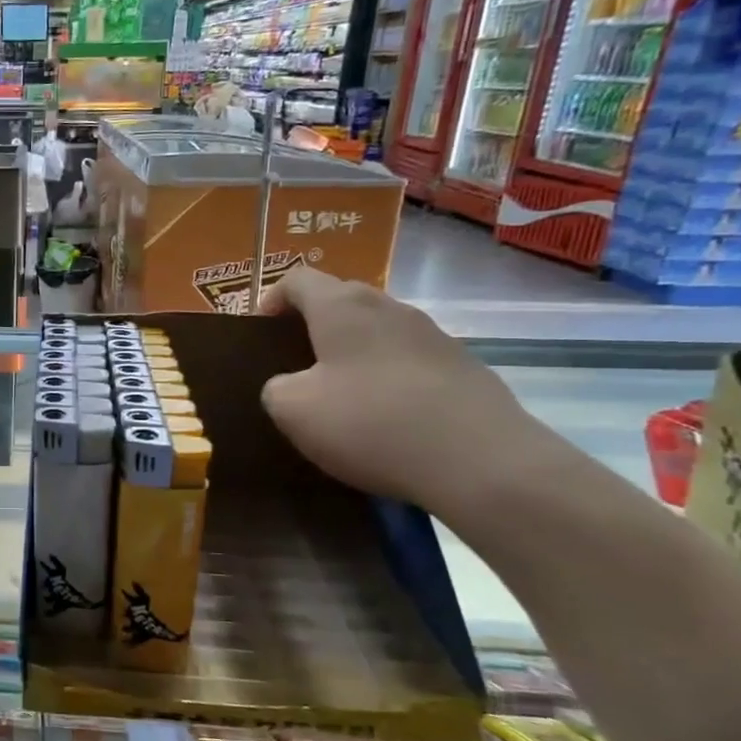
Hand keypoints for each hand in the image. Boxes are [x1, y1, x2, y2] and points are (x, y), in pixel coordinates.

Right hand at [257, 268, 548, 510]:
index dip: (271, 300)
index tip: (260, 334)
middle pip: (340, 301)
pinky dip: (386, 378)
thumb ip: (275, 387)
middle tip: (293, 367)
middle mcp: (389, 307)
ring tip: (338, 397)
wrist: (480, 461)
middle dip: (311, 327)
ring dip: (351, 354)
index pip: (298, 279)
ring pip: (376, 332)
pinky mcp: (461, 367)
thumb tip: (289, 384)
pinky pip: (407, 361)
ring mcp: (432, 335)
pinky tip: (384, 419)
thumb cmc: (370, 423)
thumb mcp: (293, 410)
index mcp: (342, 307)